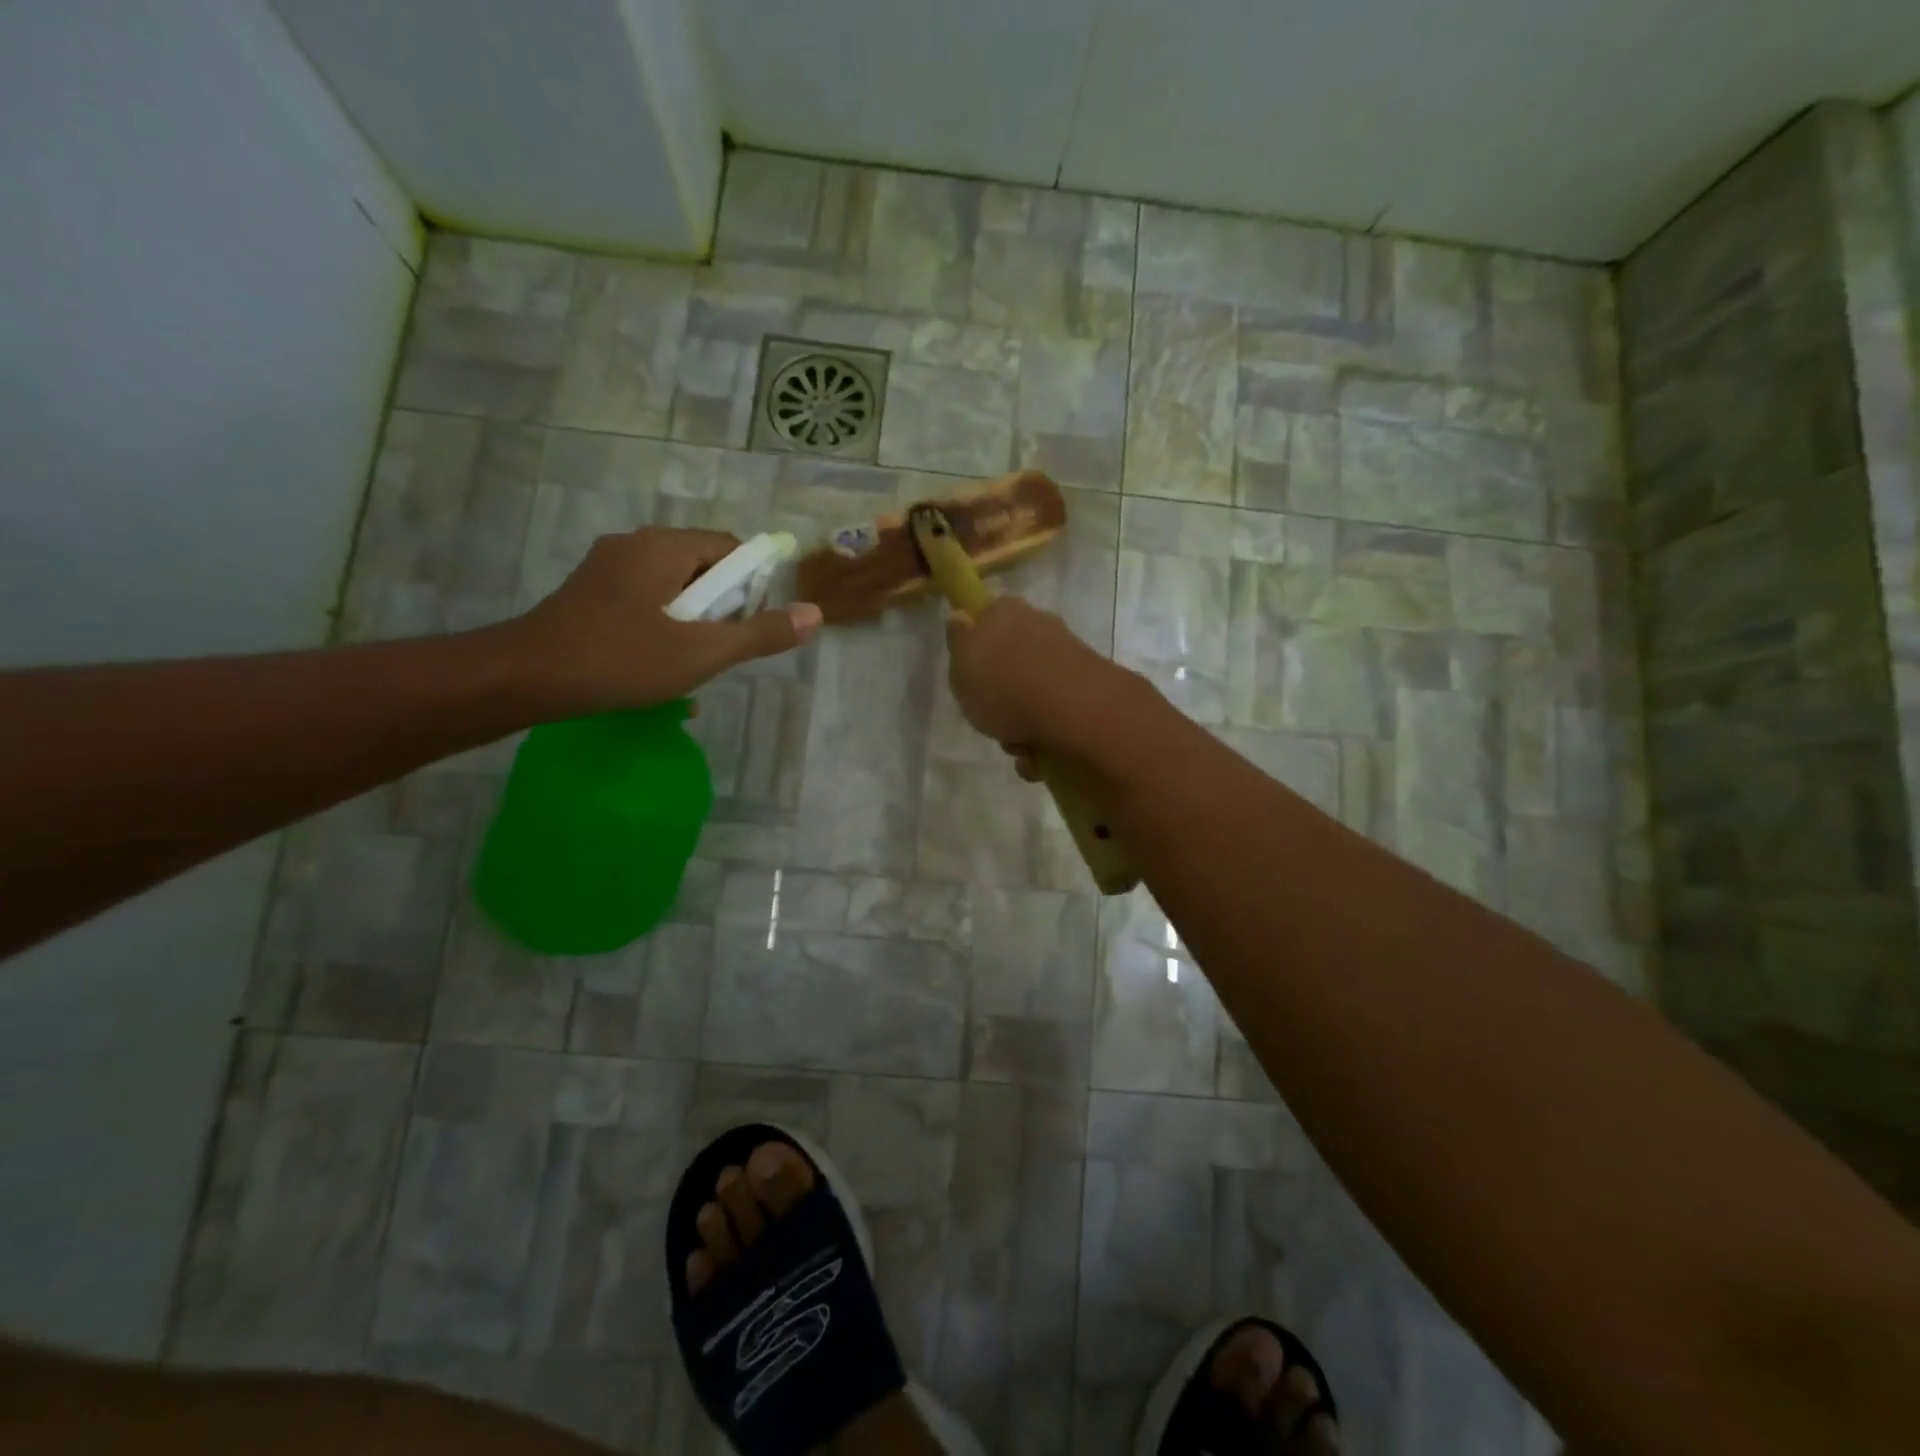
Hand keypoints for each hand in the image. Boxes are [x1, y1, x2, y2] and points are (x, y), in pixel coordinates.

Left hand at [505, 527, 820, 714]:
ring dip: (691, 624)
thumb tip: (815, 615)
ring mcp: (606, 568)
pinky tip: (656, 666)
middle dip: (720, 610)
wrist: (526, 678)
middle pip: (701, 567)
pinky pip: (643, 601)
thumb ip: (760, 634)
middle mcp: (635, 545)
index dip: (751, 585)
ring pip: (671, 589)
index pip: (729, 548)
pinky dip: (661, 627)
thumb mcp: (701, 652)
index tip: (749, 626)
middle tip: (719, 651)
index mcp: (663, 547)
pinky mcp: (589, 593)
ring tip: (690, 666)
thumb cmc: (620, 659)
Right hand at [944, 595, 1115, 756]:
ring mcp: (1068, 659)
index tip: (971, 677)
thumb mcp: (960, 664)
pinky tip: (1039, 758)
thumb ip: (958, 643)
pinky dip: (1046, 741)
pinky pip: (1057, 719)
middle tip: (991, 719)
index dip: (978, 647)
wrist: (1071, 708)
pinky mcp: (1089, 691)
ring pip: (1034, 696)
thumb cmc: (1002, 683)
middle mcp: (1040, 627)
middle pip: (1012, 665)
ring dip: (1022, 727)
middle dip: (1002, 699)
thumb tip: (961, 618)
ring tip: (1019, 747)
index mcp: (1005, 612)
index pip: (987, 618)